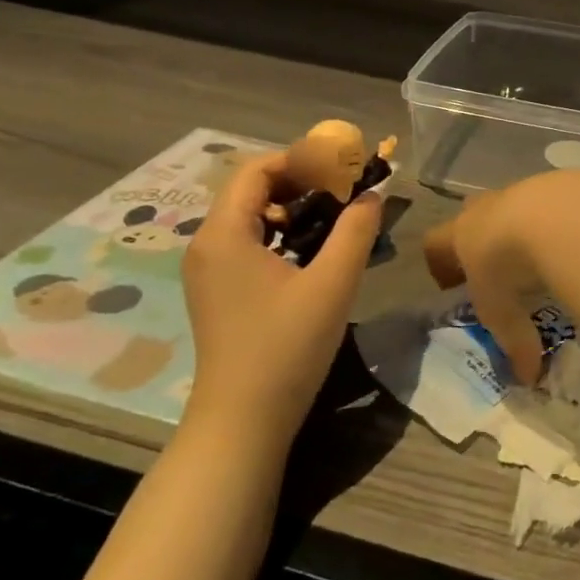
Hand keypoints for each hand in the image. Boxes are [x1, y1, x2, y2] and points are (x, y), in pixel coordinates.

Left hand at [181, 150, 383, 441]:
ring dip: (294, 209)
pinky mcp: (218, 292)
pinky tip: (314, 254)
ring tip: (336, 219)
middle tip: (346, 191)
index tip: (343, 167)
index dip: (301, 159)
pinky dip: (282, 235)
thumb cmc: (286, 347)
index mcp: (224, 234)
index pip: (257, 169)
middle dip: (302, 182)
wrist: (243, 420)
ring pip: (252, 218)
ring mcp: (209, 271)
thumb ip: (355, 231)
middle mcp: (207, 244)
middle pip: (252, 190)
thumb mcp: (332, 283)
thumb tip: (372, 194)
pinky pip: (249, 244)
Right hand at [423, 170, 579, 386]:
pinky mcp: (558, 183)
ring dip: (524, 227)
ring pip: (515, 205)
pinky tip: (576, 240)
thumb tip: (527, 378)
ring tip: (543, 256)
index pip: (435, 243)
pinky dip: (560, 220)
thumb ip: (514, 342)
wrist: (555, 215)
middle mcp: (487, 206)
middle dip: (482, 239)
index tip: (451, 285)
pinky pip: (554, 202)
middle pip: (473, 215)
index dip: (440, 263)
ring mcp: (522, 189)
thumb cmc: (510, 265)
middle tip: (500, 268)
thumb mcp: (504, 311)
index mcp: (461, 233)